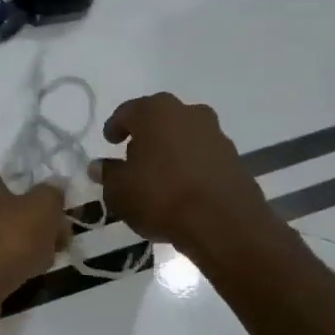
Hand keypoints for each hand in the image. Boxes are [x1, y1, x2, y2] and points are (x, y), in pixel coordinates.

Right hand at [91, 92, 268, 253]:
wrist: (223, 222)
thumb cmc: (160, 196)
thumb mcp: (119, 190)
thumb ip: (108, 174)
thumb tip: (99, 166)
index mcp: (156, 112)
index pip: (128, 112)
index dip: (115, 127)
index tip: (109, 141)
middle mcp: (188, 113)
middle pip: (160, 120)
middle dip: (146, 136)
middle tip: (133, 158)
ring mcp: (216, 134)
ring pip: (184, 137)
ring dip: (171, 151)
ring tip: (159, 177)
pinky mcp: (234, 158)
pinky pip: (203, 157)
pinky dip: (191, 167)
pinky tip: (182, 188)